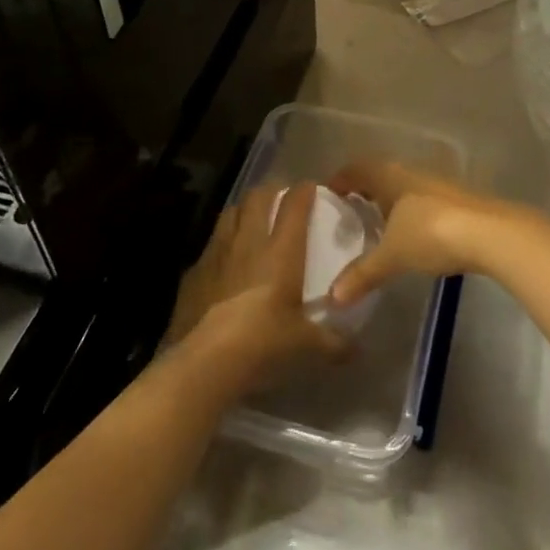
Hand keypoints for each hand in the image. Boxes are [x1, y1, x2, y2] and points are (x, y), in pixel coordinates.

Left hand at [163, 182, 346, 399]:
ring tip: (250, 221)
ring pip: (230, 213)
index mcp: (281, 251)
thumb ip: (333, 343)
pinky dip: (221, 245)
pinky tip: (224, 262)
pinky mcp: (194, 271)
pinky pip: (210, 245)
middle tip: (279, 200)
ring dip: (242, 211)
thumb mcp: (305, 345)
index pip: (294, 204)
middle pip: (257, 197)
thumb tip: (356, 350)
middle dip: (270, 192)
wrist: (205, 361)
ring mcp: (217, 253)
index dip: (303, 191)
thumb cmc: (264, 343)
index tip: (310, 188)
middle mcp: (248, 242)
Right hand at [327, 161, 520, 306]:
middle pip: (382, 174)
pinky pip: (423, 200)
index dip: (342, 178)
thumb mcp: (392, 256)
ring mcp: (439, 185)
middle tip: (349, 210)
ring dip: (390, 200)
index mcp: (390, 176)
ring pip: (405, 187)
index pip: (358, 168)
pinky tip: (412, 233)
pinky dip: (410, 212)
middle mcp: (412, 173)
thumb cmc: (432, 233)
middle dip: (365, 189)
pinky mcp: (458, 201)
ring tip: (378, 224)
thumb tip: (332, 298)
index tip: (328, 192)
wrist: (491, 233)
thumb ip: (363, 274)